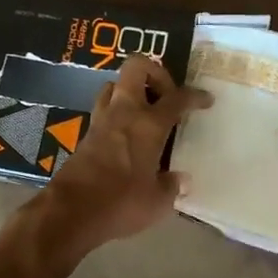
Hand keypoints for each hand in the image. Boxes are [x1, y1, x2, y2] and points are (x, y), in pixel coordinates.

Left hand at [29, 55, 210, 261]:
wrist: (71, 210)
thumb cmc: (121, 202)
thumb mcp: (157, 201)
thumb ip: (171, 186)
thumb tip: (182, 179)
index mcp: (149, 125)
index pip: (177, 98)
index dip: (194, 96)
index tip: (206, 100)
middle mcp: (124, 112)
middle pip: (136, 67)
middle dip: (155, 73)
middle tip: (166, 95)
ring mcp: (101, 120)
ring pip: (114, 85)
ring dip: (131, 91)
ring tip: (145, 111)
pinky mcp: (86, 133)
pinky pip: (103, 108)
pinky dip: (116, 112)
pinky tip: (126, 133)